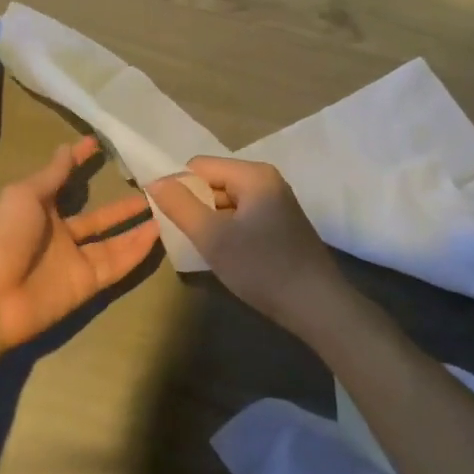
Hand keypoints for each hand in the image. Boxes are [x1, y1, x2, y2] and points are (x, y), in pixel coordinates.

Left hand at [0, 136, 159, 352]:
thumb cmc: (3, 236)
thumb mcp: (25, 195)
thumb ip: (52, 174)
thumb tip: (68, 146)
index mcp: (40, 209)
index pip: (66, 182)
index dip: (81, 164)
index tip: (103, 145)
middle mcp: (60, 234)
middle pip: (99, 218)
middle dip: (123, 205)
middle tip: (154, 189)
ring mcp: (75, 260)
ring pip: (114, 241)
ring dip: (137, 227)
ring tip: (167, 209)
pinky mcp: (88, 284)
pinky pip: (117, 264)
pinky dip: (137, 251)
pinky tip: (160, 233)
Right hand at [148, 157, 347, 327]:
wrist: (318, 307)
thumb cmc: (263, 268)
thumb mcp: (213, 238)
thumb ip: (181, 206)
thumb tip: (155, 181)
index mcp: (253, 175)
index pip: (198, 166)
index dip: (179, 188)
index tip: (170, 220)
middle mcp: (267, 180)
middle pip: (214, 181)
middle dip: (196, 205)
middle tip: (188, 238)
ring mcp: (277, 202)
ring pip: (227, 201)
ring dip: (212, 221)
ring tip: (207, 249)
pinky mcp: (281, 224)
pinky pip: (243, 216)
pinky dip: (229, 230)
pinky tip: (228, 255)